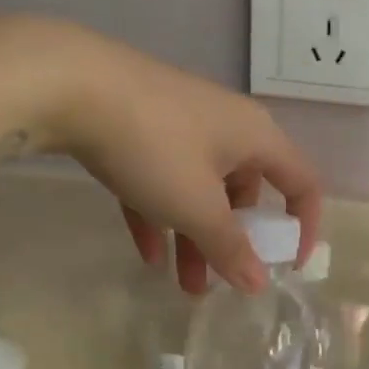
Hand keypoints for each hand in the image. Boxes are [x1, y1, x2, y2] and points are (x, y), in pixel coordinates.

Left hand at [38, 25, 319, 292]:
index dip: (303, 227)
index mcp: (257, 137)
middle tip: (223, 281)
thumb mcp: (197, 207)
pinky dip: (162, 215)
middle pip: (246, 193)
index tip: (287, 265)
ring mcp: (182, 124)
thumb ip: (231, 249)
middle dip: (235, 243)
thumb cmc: (154, 147)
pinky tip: (148, 253)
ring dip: (197, 239)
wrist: (65, 82)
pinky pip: (165, 179)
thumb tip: (259, 284)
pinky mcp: (142, 126)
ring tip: (184, 286)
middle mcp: (228, 127)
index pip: (302, 184)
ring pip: (202, 191)